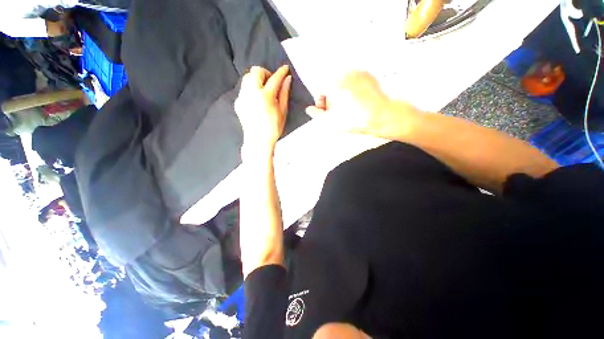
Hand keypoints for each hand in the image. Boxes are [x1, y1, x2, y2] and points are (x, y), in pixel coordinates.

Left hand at [235, 65, 291, 154]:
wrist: (258, 140)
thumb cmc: (274, 128)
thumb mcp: (282, 112)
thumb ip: (284, 94)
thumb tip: (287, 79)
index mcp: (265, 96)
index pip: (274, 79)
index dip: (281, 72)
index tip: (285, 68)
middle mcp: (252, 93)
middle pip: (256, 71)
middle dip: (265, 73)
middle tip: (271, 82)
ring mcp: (243, 97)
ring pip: (247, 78)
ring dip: (256, 79)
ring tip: (263, 89)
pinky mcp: (238, 102)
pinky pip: (243, 89)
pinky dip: (251, 89)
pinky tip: (256, 99)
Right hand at [306, 71, 418, 139]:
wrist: (383, 116)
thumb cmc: (356, 120)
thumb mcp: (331, 121)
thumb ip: (317, 114)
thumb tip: (309, 109)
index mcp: (334, 84)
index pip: (320, 88)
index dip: (321, 101)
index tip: (325, 110)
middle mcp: (345, 74)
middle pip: (331, 85)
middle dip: (331, 99)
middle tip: (336, 111)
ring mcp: (358, 73)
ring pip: (342, 83)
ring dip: (341, 94)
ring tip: (348, 108)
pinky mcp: (368, 76)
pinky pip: (354, 82)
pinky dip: (351, 91)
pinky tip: (357, 102)